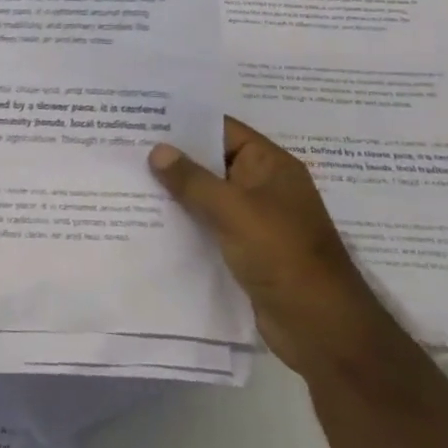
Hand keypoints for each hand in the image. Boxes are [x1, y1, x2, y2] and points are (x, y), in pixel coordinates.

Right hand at [149, 116, 395, 377]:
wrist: (321, 329)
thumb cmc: (283, 256)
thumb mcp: (233, 210)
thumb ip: (192, 180)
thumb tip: (157, 150)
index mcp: (270, 166)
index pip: (222, 130)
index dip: (184, 123)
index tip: (143, 118)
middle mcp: (263, 186)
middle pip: (212, 162)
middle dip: (174, 158)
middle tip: (126, 147)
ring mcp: (256, 220)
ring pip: (208, 195)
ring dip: (176, 191)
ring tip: (129, 179)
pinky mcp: (246, 249)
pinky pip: (209, 224)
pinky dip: (185, 221)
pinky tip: (150, 219)